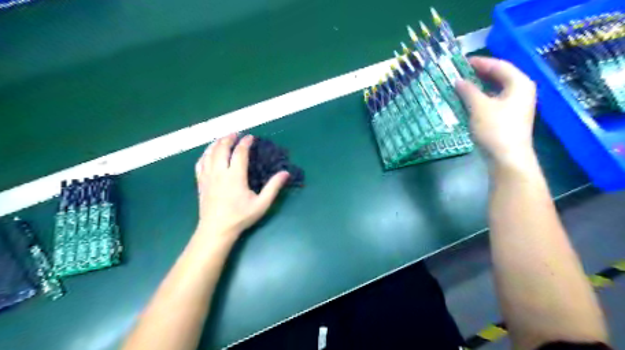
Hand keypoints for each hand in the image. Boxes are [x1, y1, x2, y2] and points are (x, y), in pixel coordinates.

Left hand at [195, 133, 288, 243]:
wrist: (216, 230)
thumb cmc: (240, 217)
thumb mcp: (261, 204)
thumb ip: (273, 187)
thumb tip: (285, 173)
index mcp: (235, 176)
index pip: (239, 152)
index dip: (245, 142)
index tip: (251, 137)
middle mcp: (219, 172)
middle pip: (221, 148)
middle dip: (229, 138)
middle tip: (236, 134)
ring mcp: (207, 176)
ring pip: (209, 153)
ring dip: (217, 143)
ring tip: (224, 139)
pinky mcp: (200, 182)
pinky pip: (200, 162)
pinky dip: (205, 154)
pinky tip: (209, 153)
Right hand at [455, 56, 536, 166]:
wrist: (507, 158)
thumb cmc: (495, 129)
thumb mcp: (479, 107)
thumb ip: (468, 91)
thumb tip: (458, 80)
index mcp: (519, 83)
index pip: (499, 65)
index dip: (480, 62)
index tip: (462, 61)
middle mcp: (520, 91)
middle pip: (499, 76)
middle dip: (479, 74)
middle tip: (459, 72)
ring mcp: (515, 106)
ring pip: (495, 90)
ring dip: (478, 87)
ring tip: (460, 86)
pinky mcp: (508, 118)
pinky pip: (493, 101)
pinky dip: (480, 99)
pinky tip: (467, 102)